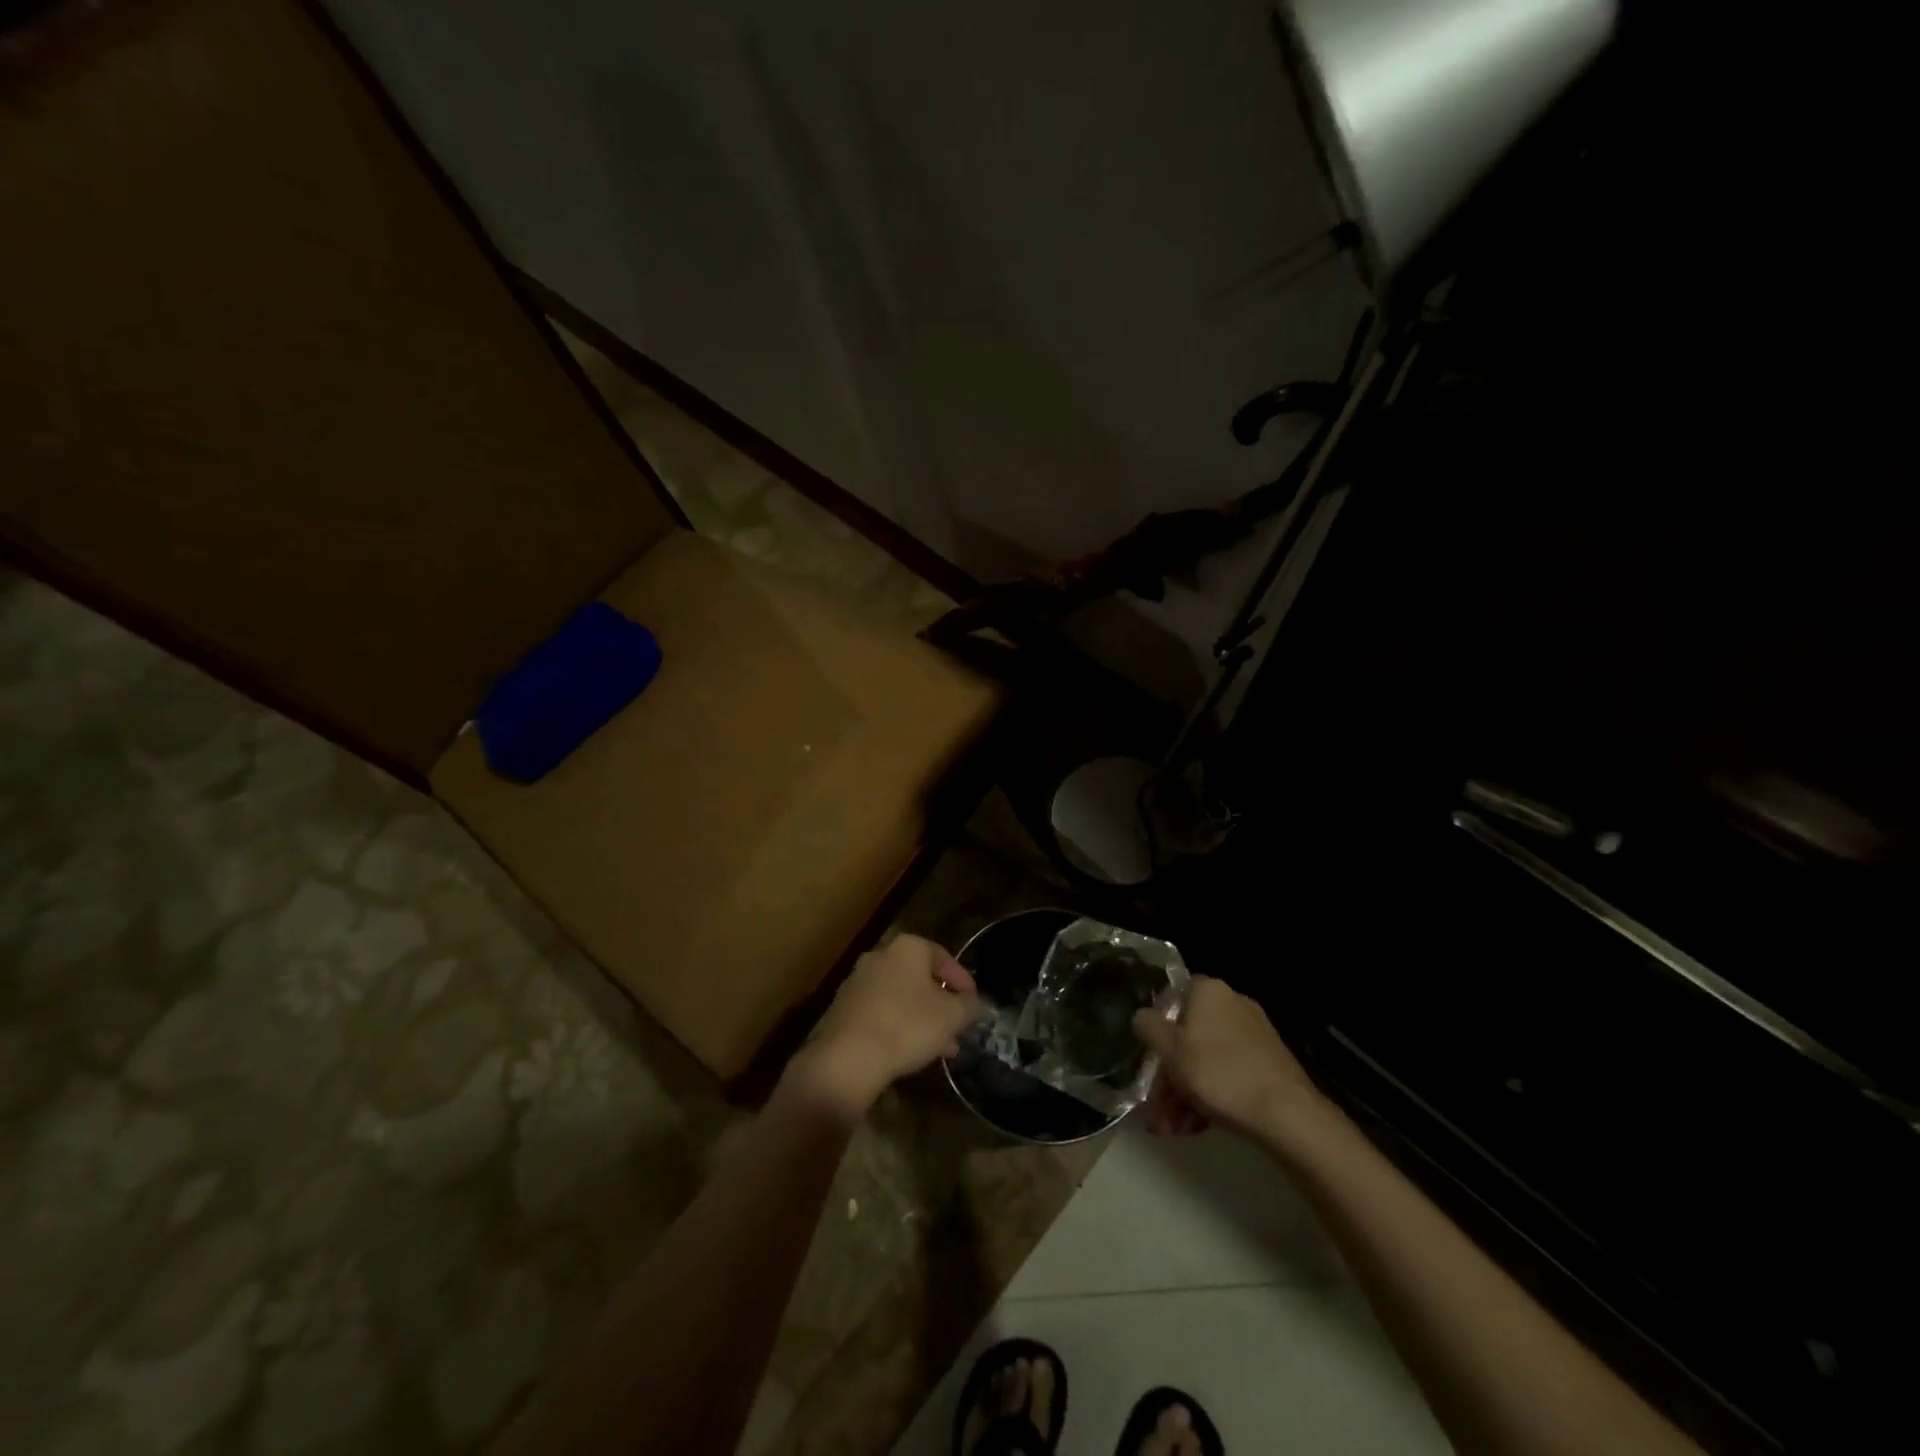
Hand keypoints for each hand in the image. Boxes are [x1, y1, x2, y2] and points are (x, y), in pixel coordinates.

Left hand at [787, 935, 984, 1121]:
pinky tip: (912, 1053)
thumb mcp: (952, 1016)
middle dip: (942, 1004)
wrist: (848, 1057)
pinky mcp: (843, 1009)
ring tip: (942, 1049)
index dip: (963, 980)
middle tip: (959, 1028)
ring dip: (923, 1019)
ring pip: (901, 998)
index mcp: (907, 948)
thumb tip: (980, 1004)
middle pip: (920, 978)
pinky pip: (881, 1013)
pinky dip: (899, 1026)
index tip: (974, 1003)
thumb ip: (971, 1006)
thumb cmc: (907, 1025)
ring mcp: (858, 982)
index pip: (943, 956)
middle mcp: (880, 956)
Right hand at [1133, 976, 1322, 1140]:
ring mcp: (1254, 1034)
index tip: (1150, 1060)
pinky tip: (1197, 1128)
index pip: (1173, 997)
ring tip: (1173, 1131)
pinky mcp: (1268, 1063)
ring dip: (1185, 1094)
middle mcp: (1233, 1004)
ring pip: (1207, 1059)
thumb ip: (1148, 1027)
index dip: (1158, 1027)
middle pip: (1189, 1036)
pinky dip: (1211, 1096)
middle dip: (1169, 1078)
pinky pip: (1229, 1073)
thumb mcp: (1170, 1051)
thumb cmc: (1219, 1074)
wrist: (1288, 1115)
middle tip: (1158, 1113)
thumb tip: (1143, 1016)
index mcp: (1209, 991)